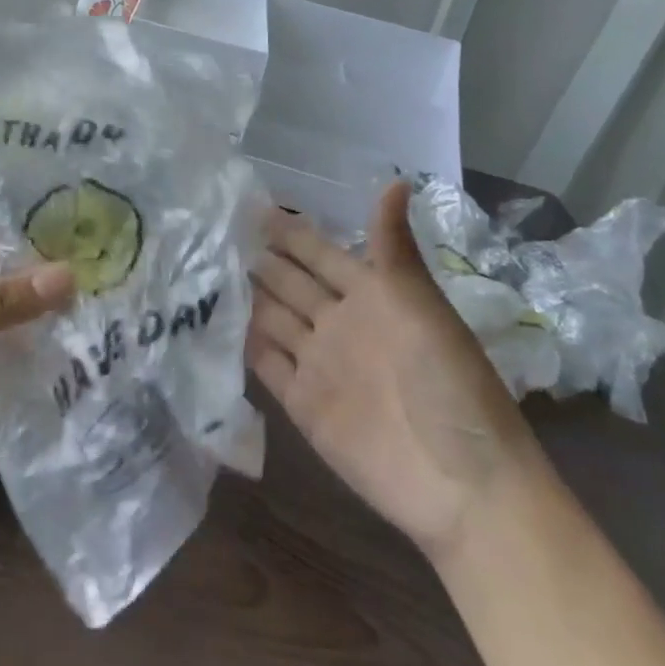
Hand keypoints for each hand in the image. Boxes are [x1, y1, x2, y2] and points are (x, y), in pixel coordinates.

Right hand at [248, 183, 543, 558]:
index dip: (289, 231)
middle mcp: (339, 323)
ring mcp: (319, 363)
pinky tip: (212, 323)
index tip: (247, 204)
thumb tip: (394, 180)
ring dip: (244, 297)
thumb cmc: (449, 385)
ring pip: (272, 318)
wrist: (462, 486)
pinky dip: (242, 344)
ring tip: (201, 270)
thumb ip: (393, 248)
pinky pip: (266, 364)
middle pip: (290, 282)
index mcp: (371, 295)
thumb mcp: (421, 307)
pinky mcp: (302, 403)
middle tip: (211, 232)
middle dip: (257, 258)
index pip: (319, 252)